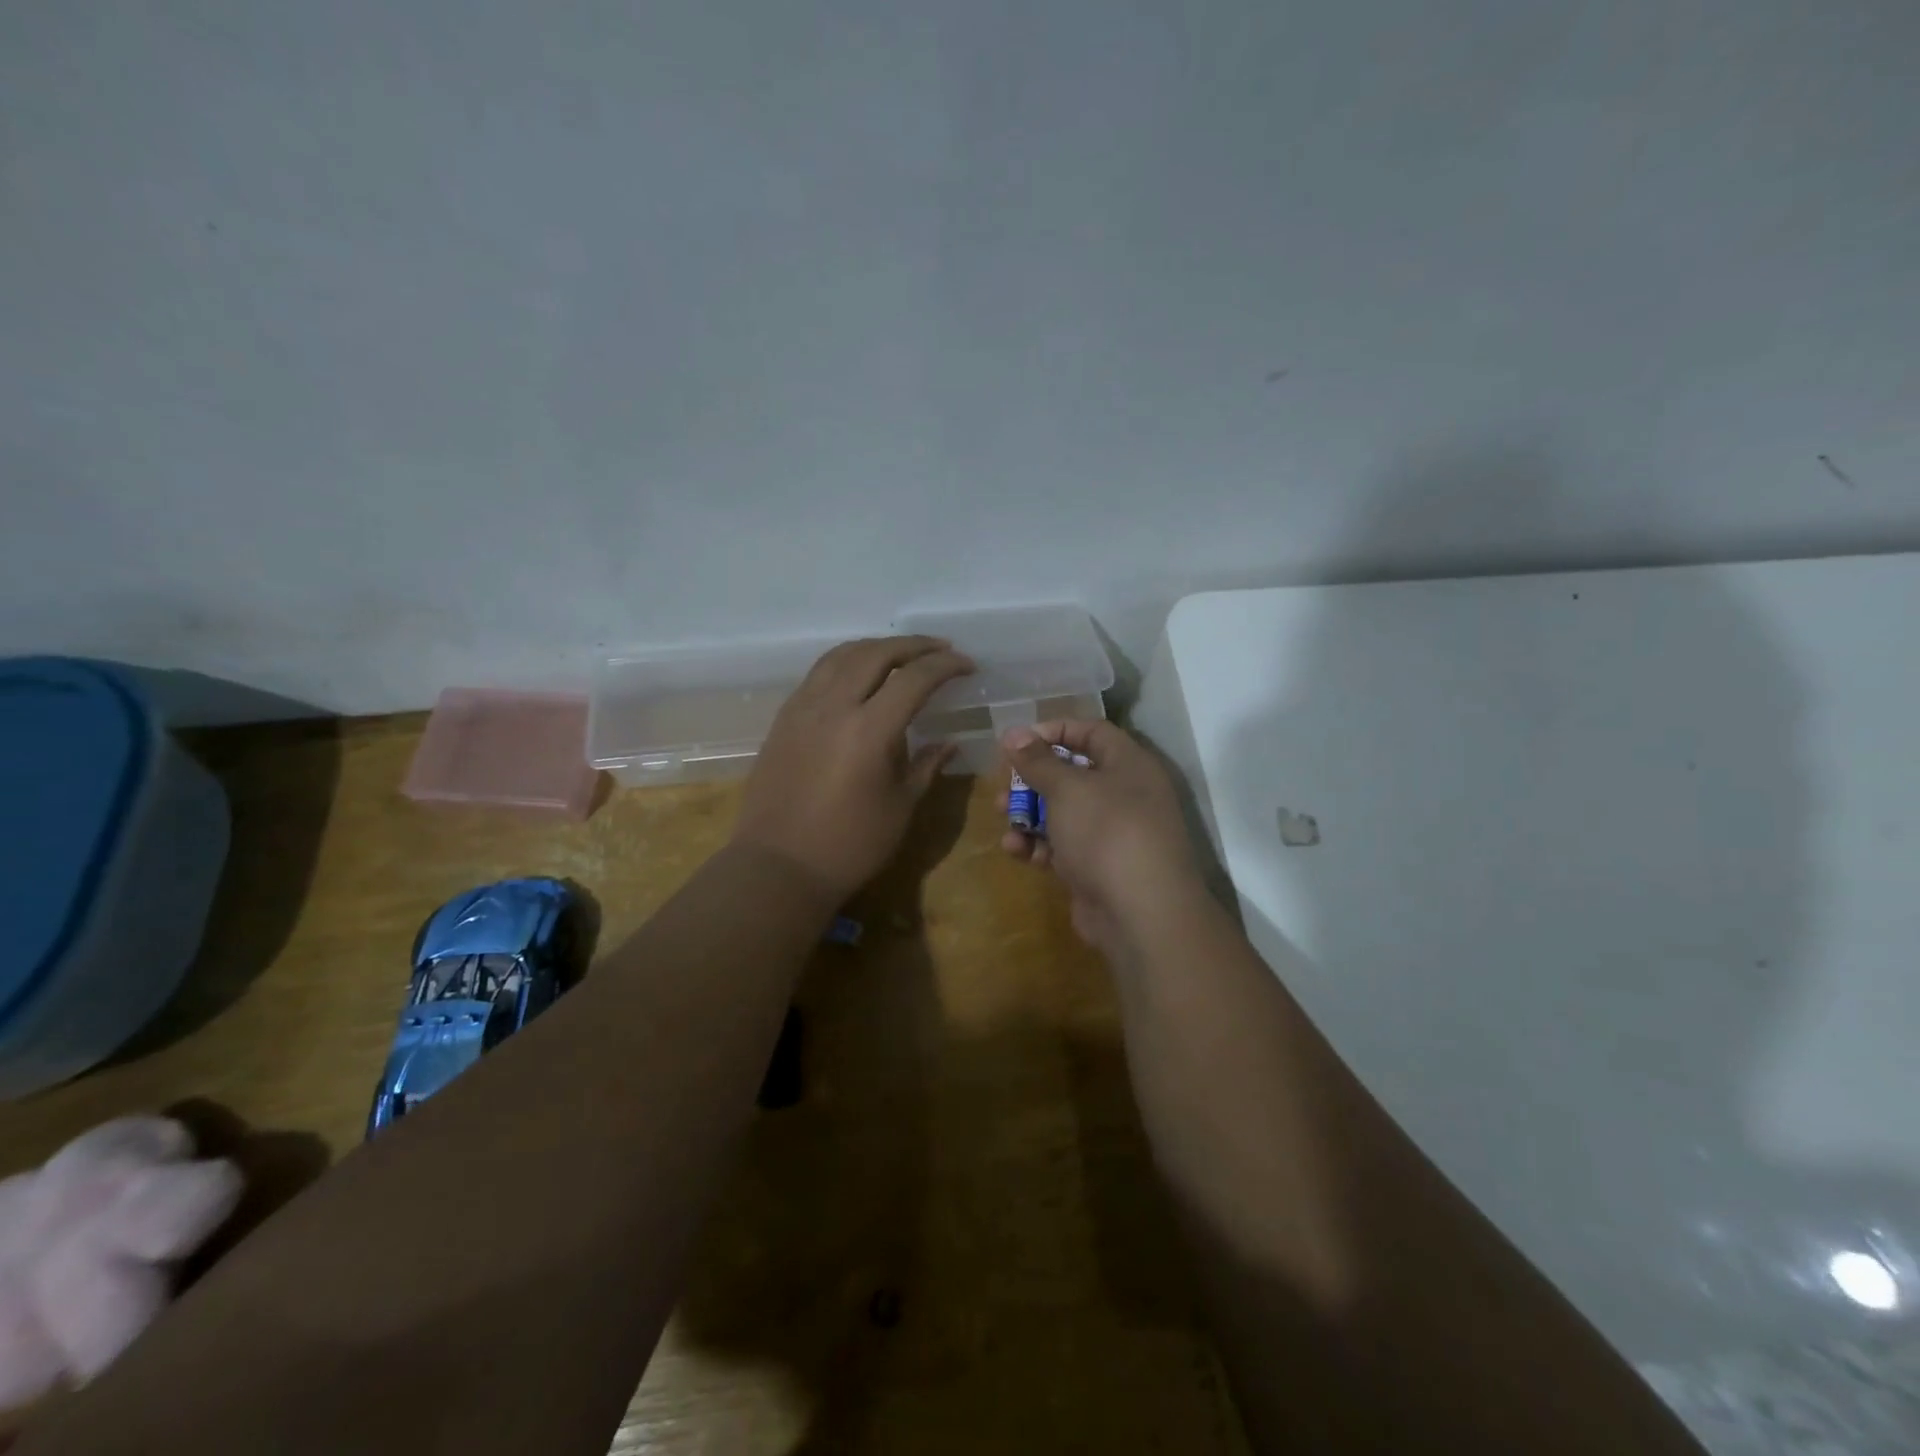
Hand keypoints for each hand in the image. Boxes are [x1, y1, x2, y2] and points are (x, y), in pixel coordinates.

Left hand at [733, 636, 973, 900]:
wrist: (779, 866)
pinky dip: (847, 661)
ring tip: (902, 654)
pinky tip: (859, 675)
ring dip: (877, 646)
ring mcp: (803, 708)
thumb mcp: (900, 806)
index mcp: (869, 730)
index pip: (914, 678)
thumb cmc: (850, 845)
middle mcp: (833, 706)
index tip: (968, 666)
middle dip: (914, 645)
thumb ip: (925, 765)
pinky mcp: (784, 718)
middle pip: (877, 653)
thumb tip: (948, 742)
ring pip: (842, 655)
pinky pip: (819, 673)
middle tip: (941, 650)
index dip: (946, 666)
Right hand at [997, 721, 1205, 954]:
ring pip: (1064, 812)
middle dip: (1033, 777)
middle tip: (1003, 781)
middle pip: (1073, 773)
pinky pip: (1063, 847)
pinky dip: (1038, 845)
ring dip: (1029, 812)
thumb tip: (1013, 733)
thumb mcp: (1067, 788)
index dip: (1055, 730)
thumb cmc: (1106, 832)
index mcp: (1129, 765)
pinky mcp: (1097, 868)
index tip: (1018, 741)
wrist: (1141, 913)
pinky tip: (1014, 849)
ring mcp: (1112, 835)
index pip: (1092, 732)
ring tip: (1001, 815)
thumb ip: (1037, 760)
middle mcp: (1125, 795)